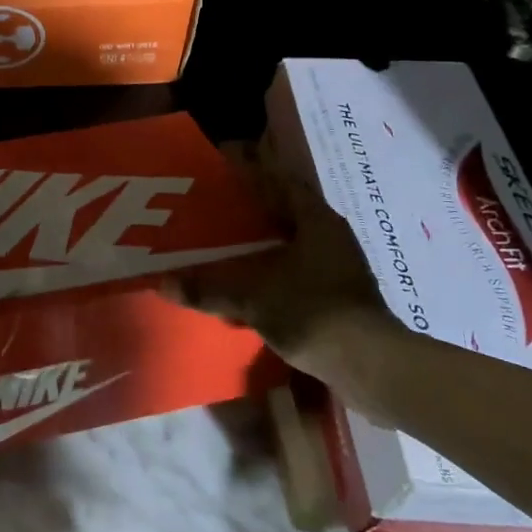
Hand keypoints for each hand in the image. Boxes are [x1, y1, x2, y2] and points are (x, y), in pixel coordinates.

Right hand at [168, 140, 400, 385]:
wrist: (368, 365)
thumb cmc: (312, 312)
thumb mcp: (253, 298)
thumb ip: (208, 289)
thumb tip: (163, 283)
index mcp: (316, 219)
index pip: (281, 180)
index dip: (253, 170)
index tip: (224, 166)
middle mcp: (331, 235)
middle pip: (288, 209)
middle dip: (254, 207)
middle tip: (218, 205)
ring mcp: (341, 265)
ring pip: (295, 240)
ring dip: (266, 240)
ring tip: (229, 241)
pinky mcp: (341, 294)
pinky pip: (301, 268)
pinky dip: (276, 268)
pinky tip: (253, 281)